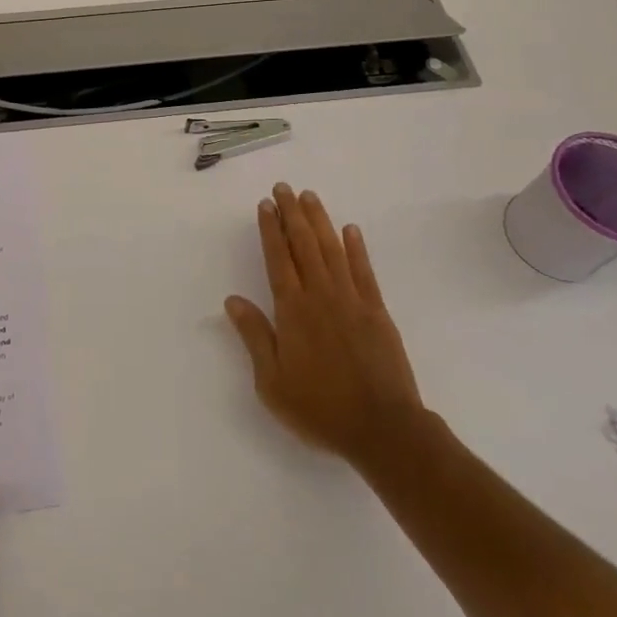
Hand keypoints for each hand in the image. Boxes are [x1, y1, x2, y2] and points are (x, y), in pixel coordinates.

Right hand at [225, 184, 424, 471]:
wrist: (383, 428)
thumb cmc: (320, 408)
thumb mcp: (272, 381)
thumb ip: (254, 336)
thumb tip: (233, 300)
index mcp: (292, 310)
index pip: (278, 258)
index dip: (270, 229)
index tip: (265, 205)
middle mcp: (321, 295)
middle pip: (304, 244)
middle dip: (292, 213)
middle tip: (283, 188)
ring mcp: (352, 300)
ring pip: (332, 249)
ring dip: (319, 220)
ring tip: (309, 197)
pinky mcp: (377, 311)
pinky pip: (364, 271)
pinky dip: (357, 247)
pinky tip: (350, 229)